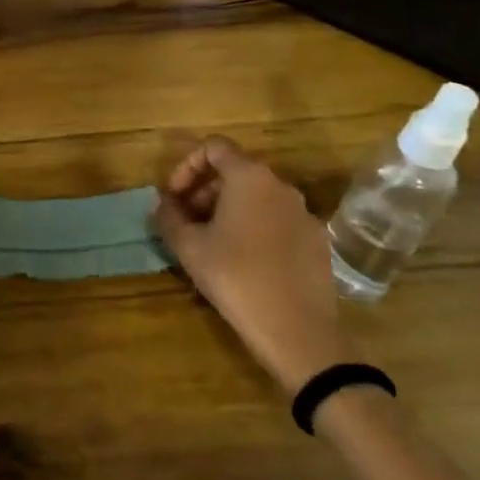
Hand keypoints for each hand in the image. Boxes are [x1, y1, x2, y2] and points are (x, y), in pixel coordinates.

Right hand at [155, 137, 352, 392]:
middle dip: (204, 191)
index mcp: (250, 177)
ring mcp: (304, 214)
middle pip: (236, 172)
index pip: (214, 147)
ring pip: (257, 198)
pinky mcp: (317, 242)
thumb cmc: (235, 277)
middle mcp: (281, 186)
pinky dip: (254, 228)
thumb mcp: (188, 246)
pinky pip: (277, 221)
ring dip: (227, 210)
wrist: (298, 332)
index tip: (173, 196)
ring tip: (210, 243)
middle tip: (185, 221)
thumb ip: (169, 216)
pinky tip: (242, 263)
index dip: (186, 165)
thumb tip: (163, 204)